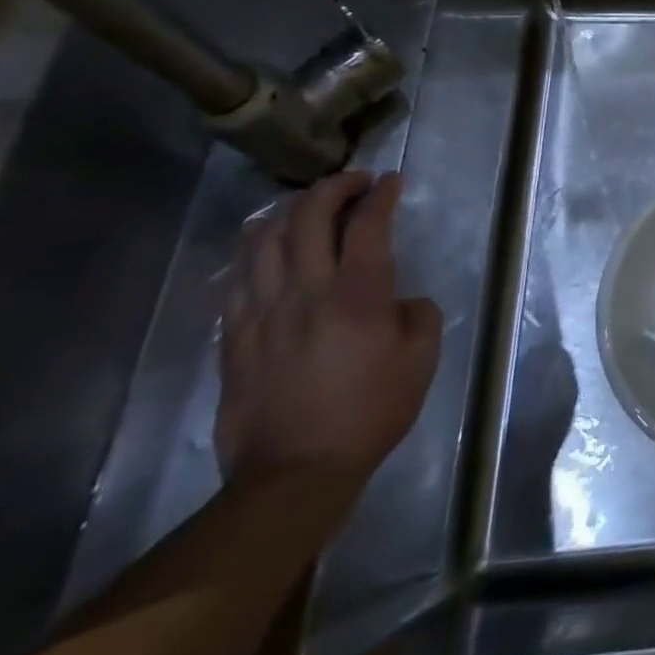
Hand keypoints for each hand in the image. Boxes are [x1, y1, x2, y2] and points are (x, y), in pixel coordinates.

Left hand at [216, 172, 442, 488]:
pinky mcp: (234, 338)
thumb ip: (419, 314)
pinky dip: (255, 250)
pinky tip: (267, 247)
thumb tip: (401, 300)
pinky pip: (238, 278)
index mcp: (358, 295)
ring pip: (264, 241)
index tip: (391, 180)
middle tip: (354, 182)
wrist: (292, 474)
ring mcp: (262, 313)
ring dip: (289, 211)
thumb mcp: (421, 360)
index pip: (367, 225)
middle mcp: (306, 292)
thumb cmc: (369, 412)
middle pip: (308, 218)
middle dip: (333, 188)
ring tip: (308, 205)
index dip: (380, 195)